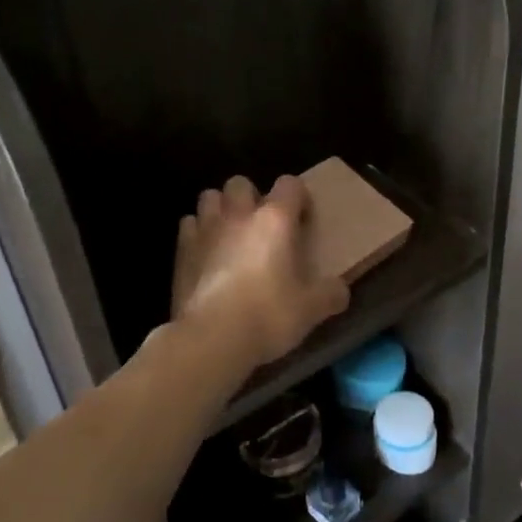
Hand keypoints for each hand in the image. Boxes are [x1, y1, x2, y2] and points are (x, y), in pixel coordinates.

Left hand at [172, 174, 350, 370]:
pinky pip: (188, 225)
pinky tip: (206, 254)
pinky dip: (197, 232)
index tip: (303, 221)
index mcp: (276, 220)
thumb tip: (340, 290)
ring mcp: (205, 230)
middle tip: (262, 226)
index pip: (290, 184)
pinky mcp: (181, 251)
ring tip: (231, 234)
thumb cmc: (268, 315)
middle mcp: (239, 215)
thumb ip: (330, 294)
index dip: (298, 197)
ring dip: (221, 209)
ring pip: (209, 197)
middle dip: (251, 197)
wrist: (211, 339)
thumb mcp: (312, 309)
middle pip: (241, 183)